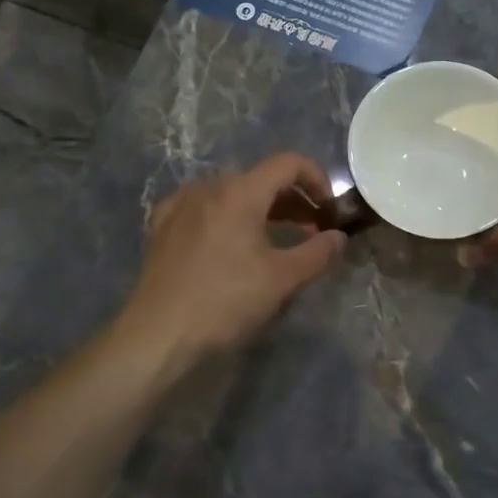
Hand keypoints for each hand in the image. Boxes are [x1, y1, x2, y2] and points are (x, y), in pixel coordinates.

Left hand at [117, 153, 347, 367]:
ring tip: (275, 240)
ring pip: (231, 194)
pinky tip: (229, 244)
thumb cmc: (225, 301)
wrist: (159, 333)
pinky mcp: (162, 226)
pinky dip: (227, 218)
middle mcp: (208, 187)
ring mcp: (180, 204)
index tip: (329, 210)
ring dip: (261, 210)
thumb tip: (338, 237)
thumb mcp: (282, 279)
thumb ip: (317, 253)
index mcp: (239, 192)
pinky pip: (203, 209)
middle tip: (310, 230)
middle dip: (292, 200)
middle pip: (260, 179)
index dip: (317, 179)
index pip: (288, 163)